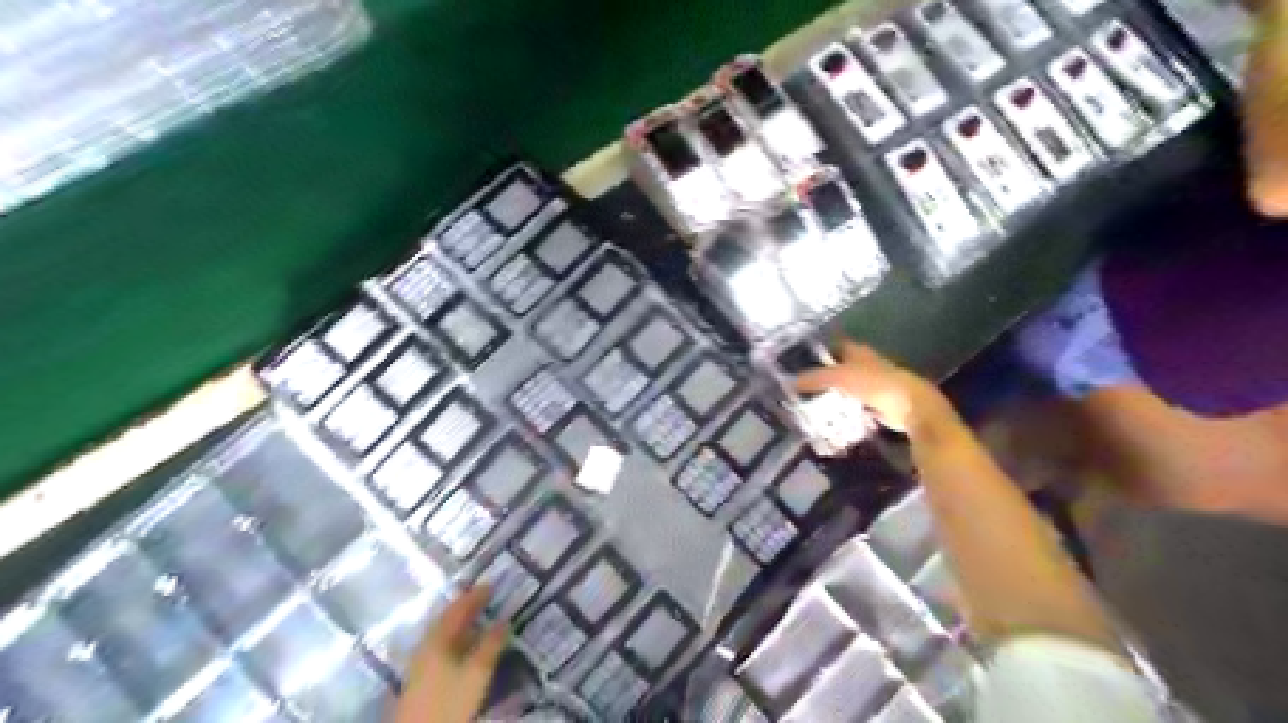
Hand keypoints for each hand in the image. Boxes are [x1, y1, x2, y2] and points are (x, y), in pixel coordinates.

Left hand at [397, 587, 506, 721]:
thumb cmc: (450, 700)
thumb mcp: (477, 672)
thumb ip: (491, 644)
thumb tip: (504, 621)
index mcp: (437, 638)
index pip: (458, 609)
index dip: (475, 596)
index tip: (492, 584)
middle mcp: (426, 644)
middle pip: (447, 618)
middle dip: (466, 606)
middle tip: (485, 596)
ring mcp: (421, 660)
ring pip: (443, 632)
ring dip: (461, 622)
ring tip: (478, 616)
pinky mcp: (422, 675)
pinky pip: (441, 644)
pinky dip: (456, 636)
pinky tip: (465, 644)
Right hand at [795, 342, 943, 438]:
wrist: (909, 406)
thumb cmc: (874, 384)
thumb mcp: (839, 377)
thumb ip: (815, 378)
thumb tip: (792, 380)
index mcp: (858, 351)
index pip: (834, 345)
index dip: (819, 351)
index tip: (800, 361)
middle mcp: (866, 364)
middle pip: (840, 366)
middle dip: (824, 374)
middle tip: (803, 384)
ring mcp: (874, 384)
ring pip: (848, 386)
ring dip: (834, 393)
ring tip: (812, 402)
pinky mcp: (879, 403)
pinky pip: (856, 404)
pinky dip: (845, 409)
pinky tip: (831, 417)